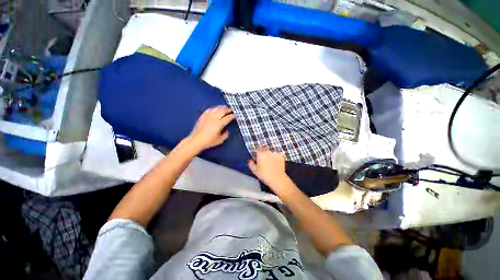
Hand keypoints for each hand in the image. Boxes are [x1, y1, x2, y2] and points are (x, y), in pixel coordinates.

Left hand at [187, 105, 235, 151]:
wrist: (196, 140)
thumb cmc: (209, 141)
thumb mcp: (220, 140)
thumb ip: (225, 134)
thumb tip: (227, 130)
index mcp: (219, 124)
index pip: (228, 117)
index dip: (232, 115)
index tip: (236, 115)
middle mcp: (214, 118)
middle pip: (223, 110)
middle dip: (228, 109)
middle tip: (232, 109)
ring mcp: (208, 116)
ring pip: (216, 108)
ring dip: (222, 107)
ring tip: (225, 107)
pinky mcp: (203, 116)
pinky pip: (209, 109)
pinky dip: (214, 108)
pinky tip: (216, 108)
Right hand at [248, 148, 288, 187]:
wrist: (277, 179)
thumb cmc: (264, 175)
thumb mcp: (255, 171)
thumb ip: (251, 164)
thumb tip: (250, 160)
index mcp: (261, 154)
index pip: (257, 150)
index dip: (255, 152)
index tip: (255, 156)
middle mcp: (268, 151)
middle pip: (264, 150)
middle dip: (262, 153)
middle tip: (262, 160)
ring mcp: (275, 153)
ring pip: (270, 152)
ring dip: (269, 155)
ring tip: (269, 162)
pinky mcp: (281, 156)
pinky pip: (276, 155)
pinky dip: (275, 157)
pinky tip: (274, 163)